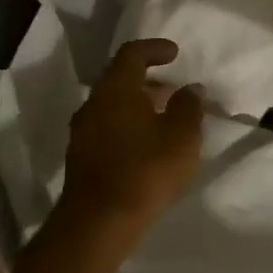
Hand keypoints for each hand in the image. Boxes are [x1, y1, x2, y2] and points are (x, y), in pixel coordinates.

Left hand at [61, 39, 203, 239]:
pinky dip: (128, 124)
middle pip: (119, 79)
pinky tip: (147, 143)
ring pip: (112, 105)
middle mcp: (94, 103)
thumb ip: (189, 107)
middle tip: (173, 87)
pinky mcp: (81, 157)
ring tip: (164, 116)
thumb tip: (190, 88)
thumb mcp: (181, 136)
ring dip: (137, 104)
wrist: (97, 223)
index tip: (175, 53)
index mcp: (116, 89)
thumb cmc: (145, 170)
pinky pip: (107, 127)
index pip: (131, 54)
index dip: (154, 48)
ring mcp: (83, 131)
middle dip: (147, 79)